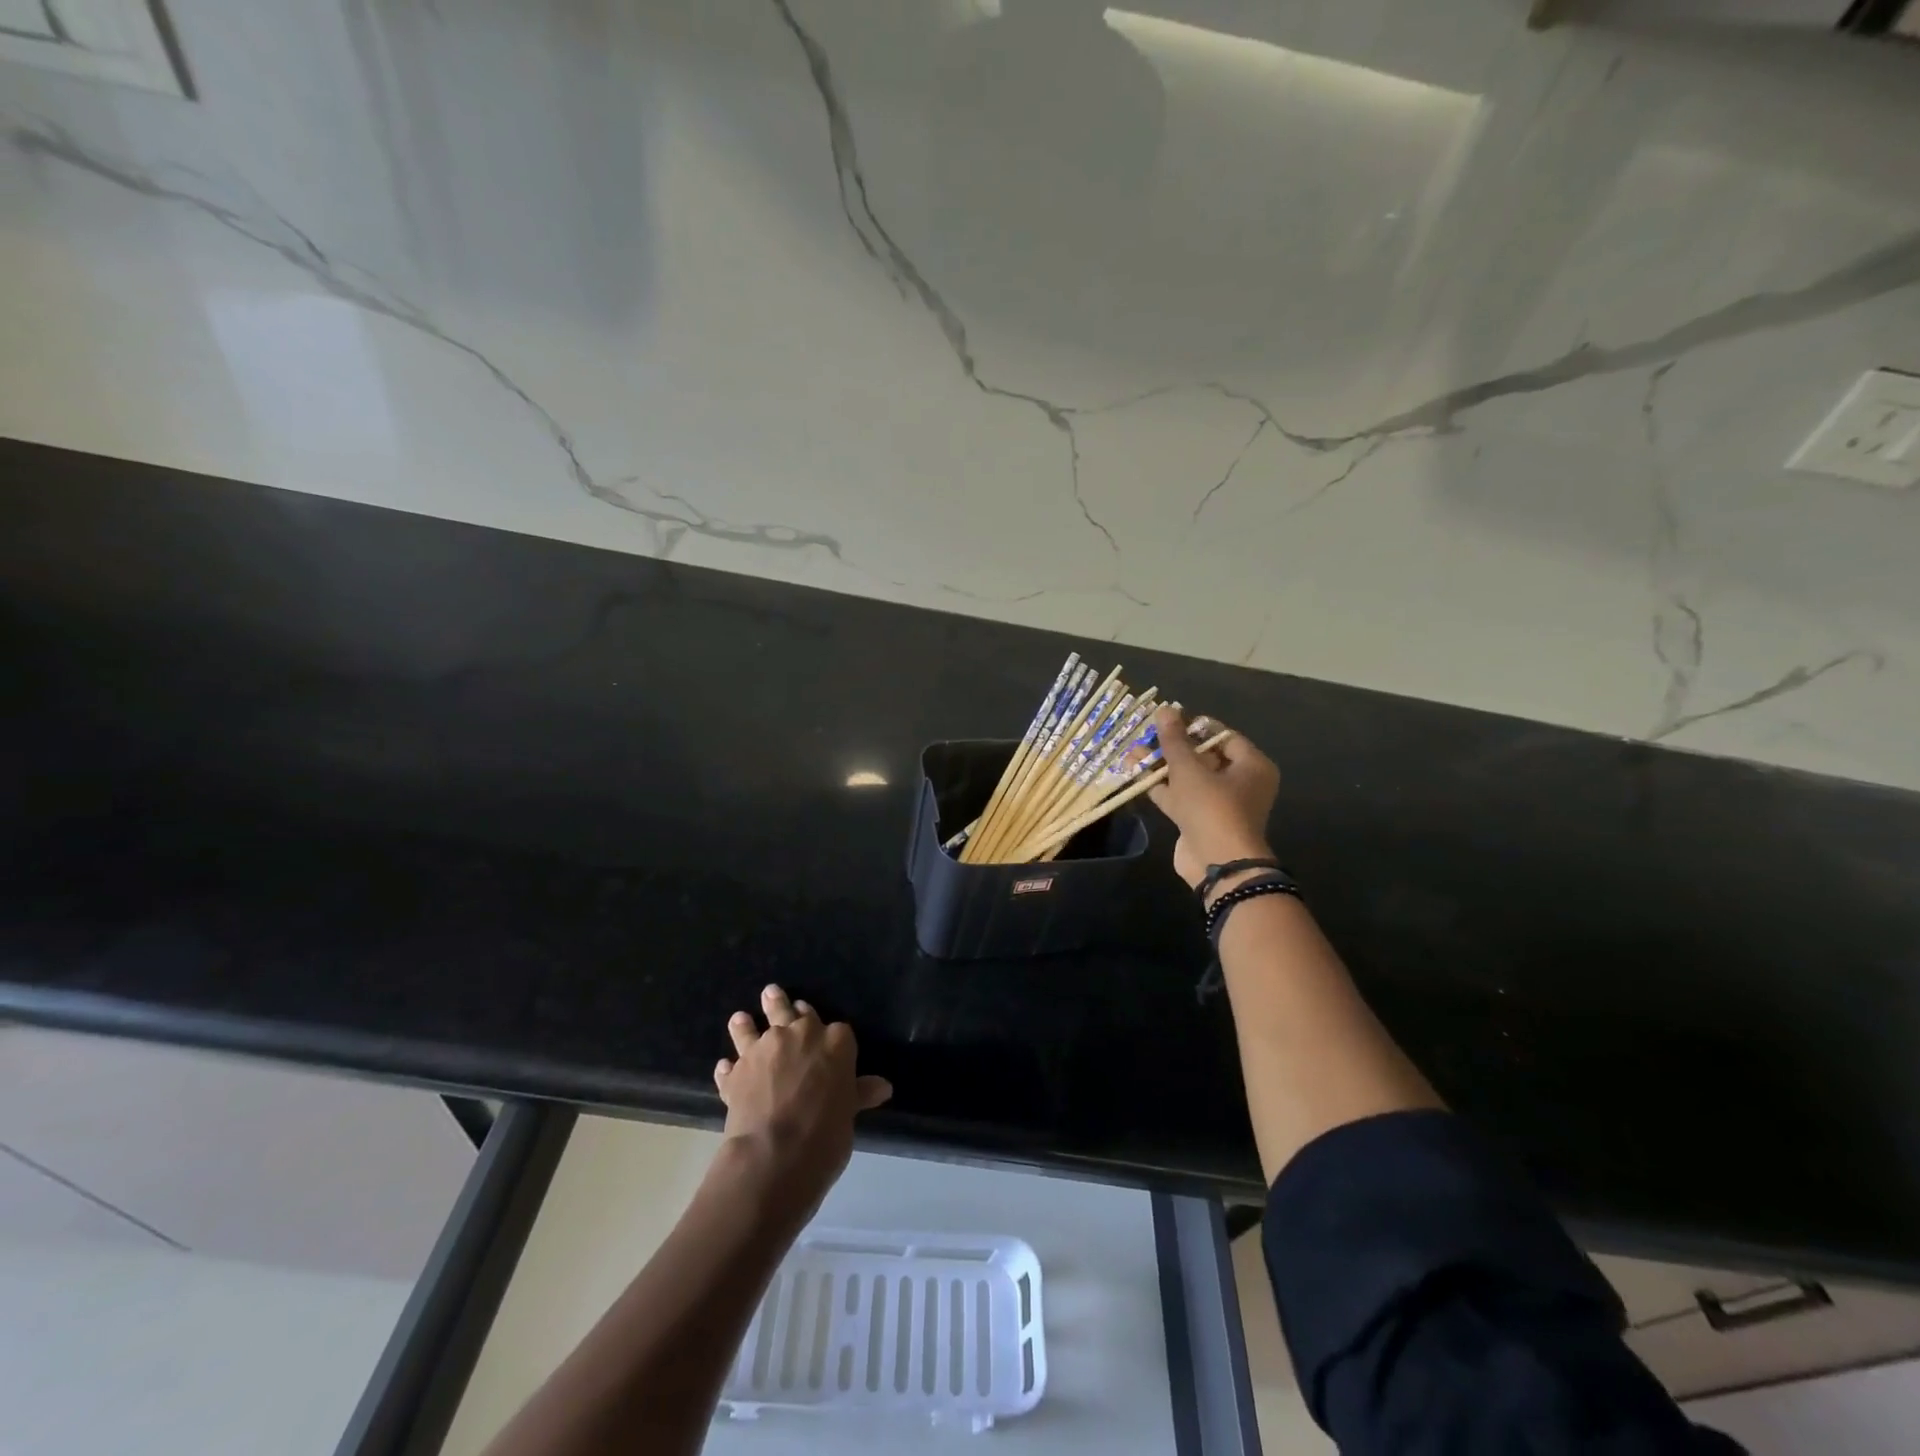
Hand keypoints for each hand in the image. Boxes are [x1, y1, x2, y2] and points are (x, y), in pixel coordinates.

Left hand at [713, 985, 891, 1205]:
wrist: (775, 1154)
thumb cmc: (825, 1134)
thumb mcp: (849, 1114)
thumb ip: (860, 1093)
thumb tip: (883, 1086)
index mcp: (835, 1041)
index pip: (837, 1028)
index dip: (829, 1032)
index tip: (824, 1032)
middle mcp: (798, 1035)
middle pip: (792, 1013)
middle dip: (783, 1006)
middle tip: (773, 994)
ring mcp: (764, 1050)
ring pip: (753, 1029)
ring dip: (746, 1024)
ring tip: (740, 1017)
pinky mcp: (737, 1072)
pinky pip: (731, 1066)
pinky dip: (729, 1067)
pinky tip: (725, 1067)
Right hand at [1147, 705, 1280, 897]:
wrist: (1218, 864)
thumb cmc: (1212, 808)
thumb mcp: (1190, 769)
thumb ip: (1174, 740)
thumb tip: (1164, 709)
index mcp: (1251, 766)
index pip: (1223, 736)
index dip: (1195, 727)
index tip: (1169, 720)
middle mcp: (1240, 783)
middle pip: (1204, 757)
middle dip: (1173, 747)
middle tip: (1147, 735)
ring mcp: (1219, 804)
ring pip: (1189, 778)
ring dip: (1162, 767)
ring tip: (1133, 753)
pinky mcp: (1200, 821)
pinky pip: (1181, 797)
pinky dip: (1162, 787)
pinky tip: (1136, 776)